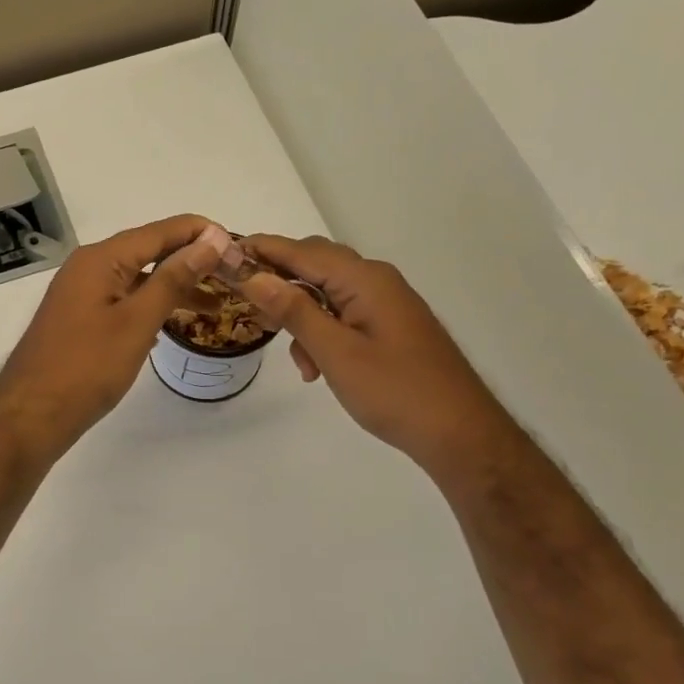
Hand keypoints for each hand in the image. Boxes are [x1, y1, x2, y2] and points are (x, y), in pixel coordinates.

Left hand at [0, 216, 226, 459]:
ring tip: (215, 304)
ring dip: (173, 287)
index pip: (160, 231)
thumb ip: (174, 278)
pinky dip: (151, 305)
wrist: (30, 416)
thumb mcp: (137, 321)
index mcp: (100, 259)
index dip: (200, 233)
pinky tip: (173, 320)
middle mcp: (88, 267)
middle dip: (191, 260)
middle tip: (233, 276)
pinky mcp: (79, 319)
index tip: (238, 245)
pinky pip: (123, 299)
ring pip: (136, 278)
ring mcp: (80, 293)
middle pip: (148, 251)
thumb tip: (209, 240)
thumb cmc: (87, 367)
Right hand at [235, 234, 517, 482]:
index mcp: (365, 279)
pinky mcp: (390, 325)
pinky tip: (316, 367)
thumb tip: (253, 275)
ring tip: (293, 356)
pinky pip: (344, 313)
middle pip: (315, 264)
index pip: (301, 251)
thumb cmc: (395, 391)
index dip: (261, 250)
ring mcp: (386, 303)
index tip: (223, 255)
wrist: (460, 433)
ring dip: (301, 315)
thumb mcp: (335, 353)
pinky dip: (322, 332)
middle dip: (278, 282)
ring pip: (328, 293)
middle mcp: (376, 280)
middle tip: (245, 303)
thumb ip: (294, 310)